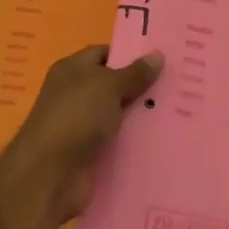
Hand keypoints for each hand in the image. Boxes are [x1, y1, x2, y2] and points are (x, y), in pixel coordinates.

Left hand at [0, 44, 162, 227]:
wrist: (50, 175)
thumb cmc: (76, 117)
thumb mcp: (108, 86)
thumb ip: (134, 73)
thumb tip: (158, 54)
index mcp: (71, 70)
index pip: (103, 53)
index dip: (130, 54)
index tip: (161, 58)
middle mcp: (74, 94)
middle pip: (113, 84)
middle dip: (141, 85)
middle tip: (178, 84)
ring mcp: (81, 125)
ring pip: (118, 114)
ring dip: (142, 114)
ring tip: (179, 110)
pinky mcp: (90, 152)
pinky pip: (118, 139)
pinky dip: (135, 139)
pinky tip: (162, 137)